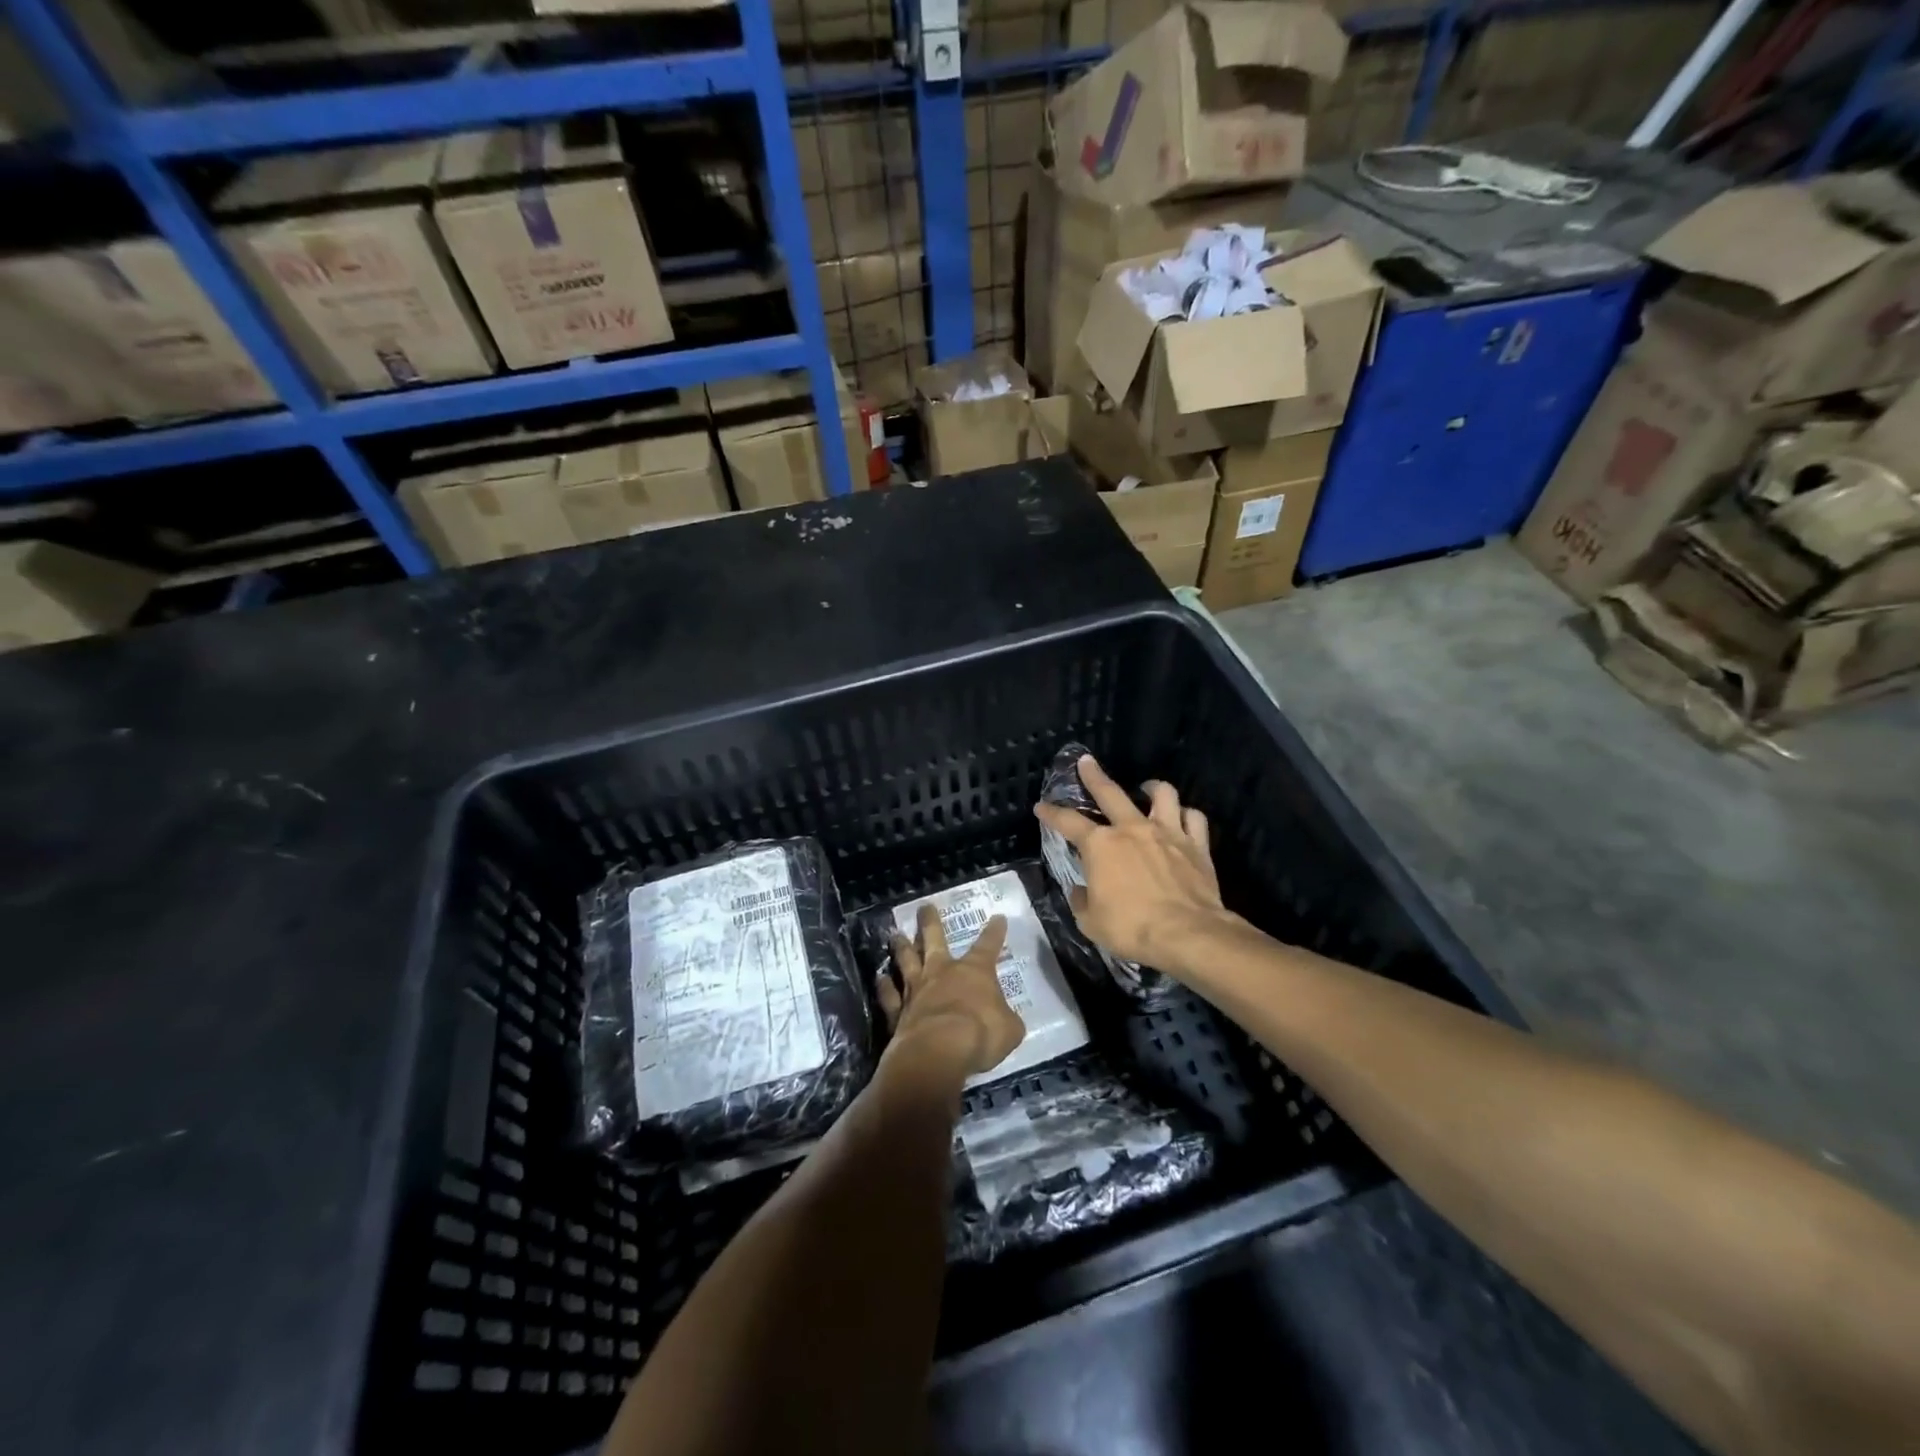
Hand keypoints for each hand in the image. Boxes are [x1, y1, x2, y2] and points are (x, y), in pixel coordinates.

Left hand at [877, 904, 1024, 1079]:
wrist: (939, 1051)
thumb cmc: (980, 1035)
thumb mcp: (1009, 1029)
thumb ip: (1006, 1020)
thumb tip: (1006, 1020)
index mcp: (975, 972)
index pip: (988, 946)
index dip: (995, 932)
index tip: (998, 918)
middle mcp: (942, 972)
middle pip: (934, 939)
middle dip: (930, 922)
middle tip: (924, 907)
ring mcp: (916, 989)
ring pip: (906, 960)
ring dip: (901, 947)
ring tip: (894, 935)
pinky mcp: (897, 1011)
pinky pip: (889, 995)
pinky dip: (884, 986)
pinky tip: (879, 978)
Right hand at [1033, 754, 1233, 974]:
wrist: (1187, 934)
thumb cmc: (1131, 928)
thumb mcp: (1090, 922)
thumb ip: (1082, 900)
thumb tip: (1081, 889)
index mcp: (1100, 846)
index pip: (1068, 822)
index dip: (1051, 813)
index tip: (1041, 807)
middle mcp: (1132, 829)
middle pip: (1110, 792)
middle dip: (1093, 775)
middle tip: (1086, 761)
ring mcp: (1167, 833)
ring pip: (1162, 794)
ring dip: (1152, 787)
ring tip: (1146, 787)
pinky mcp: (1196, 845)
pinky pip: (1193, 818)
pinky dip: (1186, 814)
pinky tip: (1182, 818)